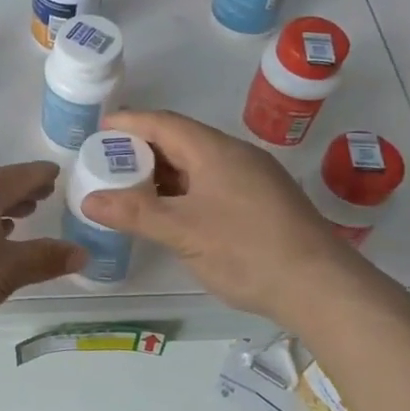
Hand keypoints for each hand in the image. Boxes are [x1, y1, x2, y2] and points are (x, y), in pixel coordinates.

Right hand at [78, 109, 345, 319]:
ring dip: (164, 172)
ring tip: (131, 188)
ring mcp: (253, 178)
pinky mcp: (263, 202)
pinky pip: (213, 182)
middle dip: (143, 150)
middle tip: (107, 164)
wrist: (321, 287)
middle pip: (181, 140)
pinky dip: (184, 189)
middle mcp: (235, 155)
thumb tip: (89, 199)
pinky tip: (172, 212)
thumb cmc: (246, 250)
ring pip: (198, 164)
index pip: (164, 123)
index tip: (99, 129)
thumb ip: (134, 213)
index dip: (129, 123)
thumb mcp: (182, 232)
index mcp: (215, 151)